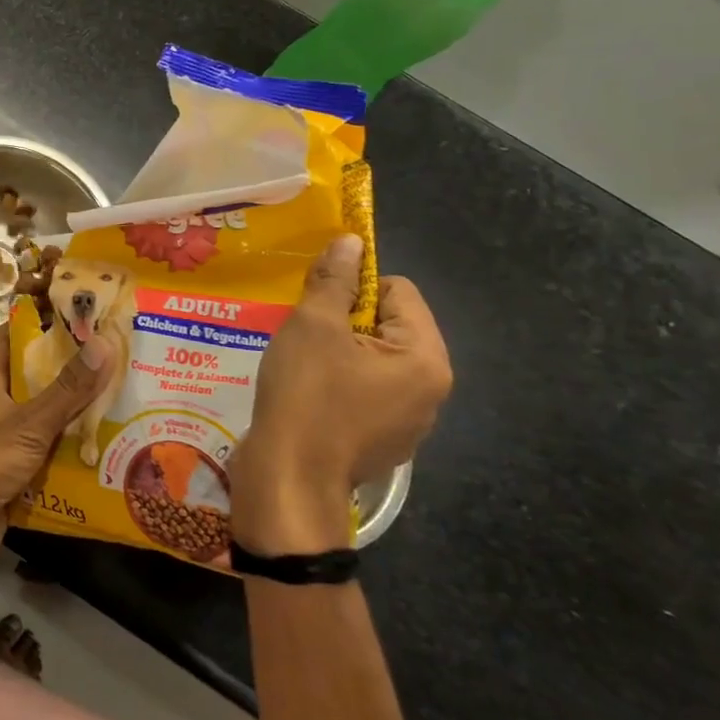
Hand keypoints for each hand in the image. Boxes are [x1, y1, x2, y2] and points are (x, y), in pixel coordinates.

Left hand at [0, 326, 113, 585]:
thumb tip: (104, 342)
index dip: (37, 322)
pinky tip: (111, 456)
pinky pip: (51, 460)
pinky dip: (75, 458)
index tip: (75, 313)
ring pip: (47, 422)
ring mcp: (7, 444)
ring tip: (125, 404)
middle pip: (36, 381)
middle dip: (72, 373)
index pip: (9, 338)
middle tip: (117, 362)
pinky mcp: (17, 477)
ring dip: (78, 418)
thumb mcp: (29, 422)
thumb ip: (67, 389)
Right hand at [229, 234, 451, 554]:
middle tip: (304, 334)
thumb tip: (352, 241)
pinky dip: (339, 383)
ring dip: (339, 351)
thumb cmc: (306, 395)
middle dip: (345, 321)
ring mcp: (409, 421)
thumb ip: (335, 280)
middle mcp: (430, 390)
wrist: (289, 478)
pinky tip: (307, 394)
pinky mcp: (383, 442)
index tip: (317, 306)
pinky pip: (367, 392)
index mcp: (425, 358)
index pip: (398, 291)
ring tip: (301, 363)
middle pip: (389, 325)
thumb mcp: (312, 326)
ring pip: (375, 359)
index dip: (354, 287)